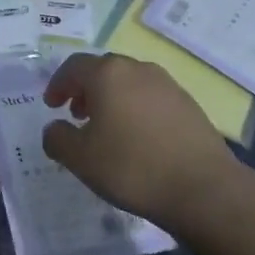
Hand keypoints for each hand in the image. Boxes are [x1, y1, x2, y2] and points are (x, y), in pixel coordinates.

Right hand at [41, 52, 242, 229]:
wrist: (202, 187)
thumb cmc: (132, 167)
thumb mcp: (80, 159)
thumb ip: (58, 139)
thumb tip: (55, 128)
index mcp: (108, 74)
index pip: (74, 66)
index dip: (58, 84)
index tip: (52, 105)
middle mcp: (138, 69)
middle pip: (103, 70)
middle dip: (85, 89)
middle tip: (77, 115)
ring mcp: (167, 84)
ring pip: (129, 83)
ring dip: (112, 99)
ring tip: (107, 129)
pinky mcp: (188, 103)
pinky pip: (151, 98)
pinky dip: (135, 109)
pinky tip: (138, 138)